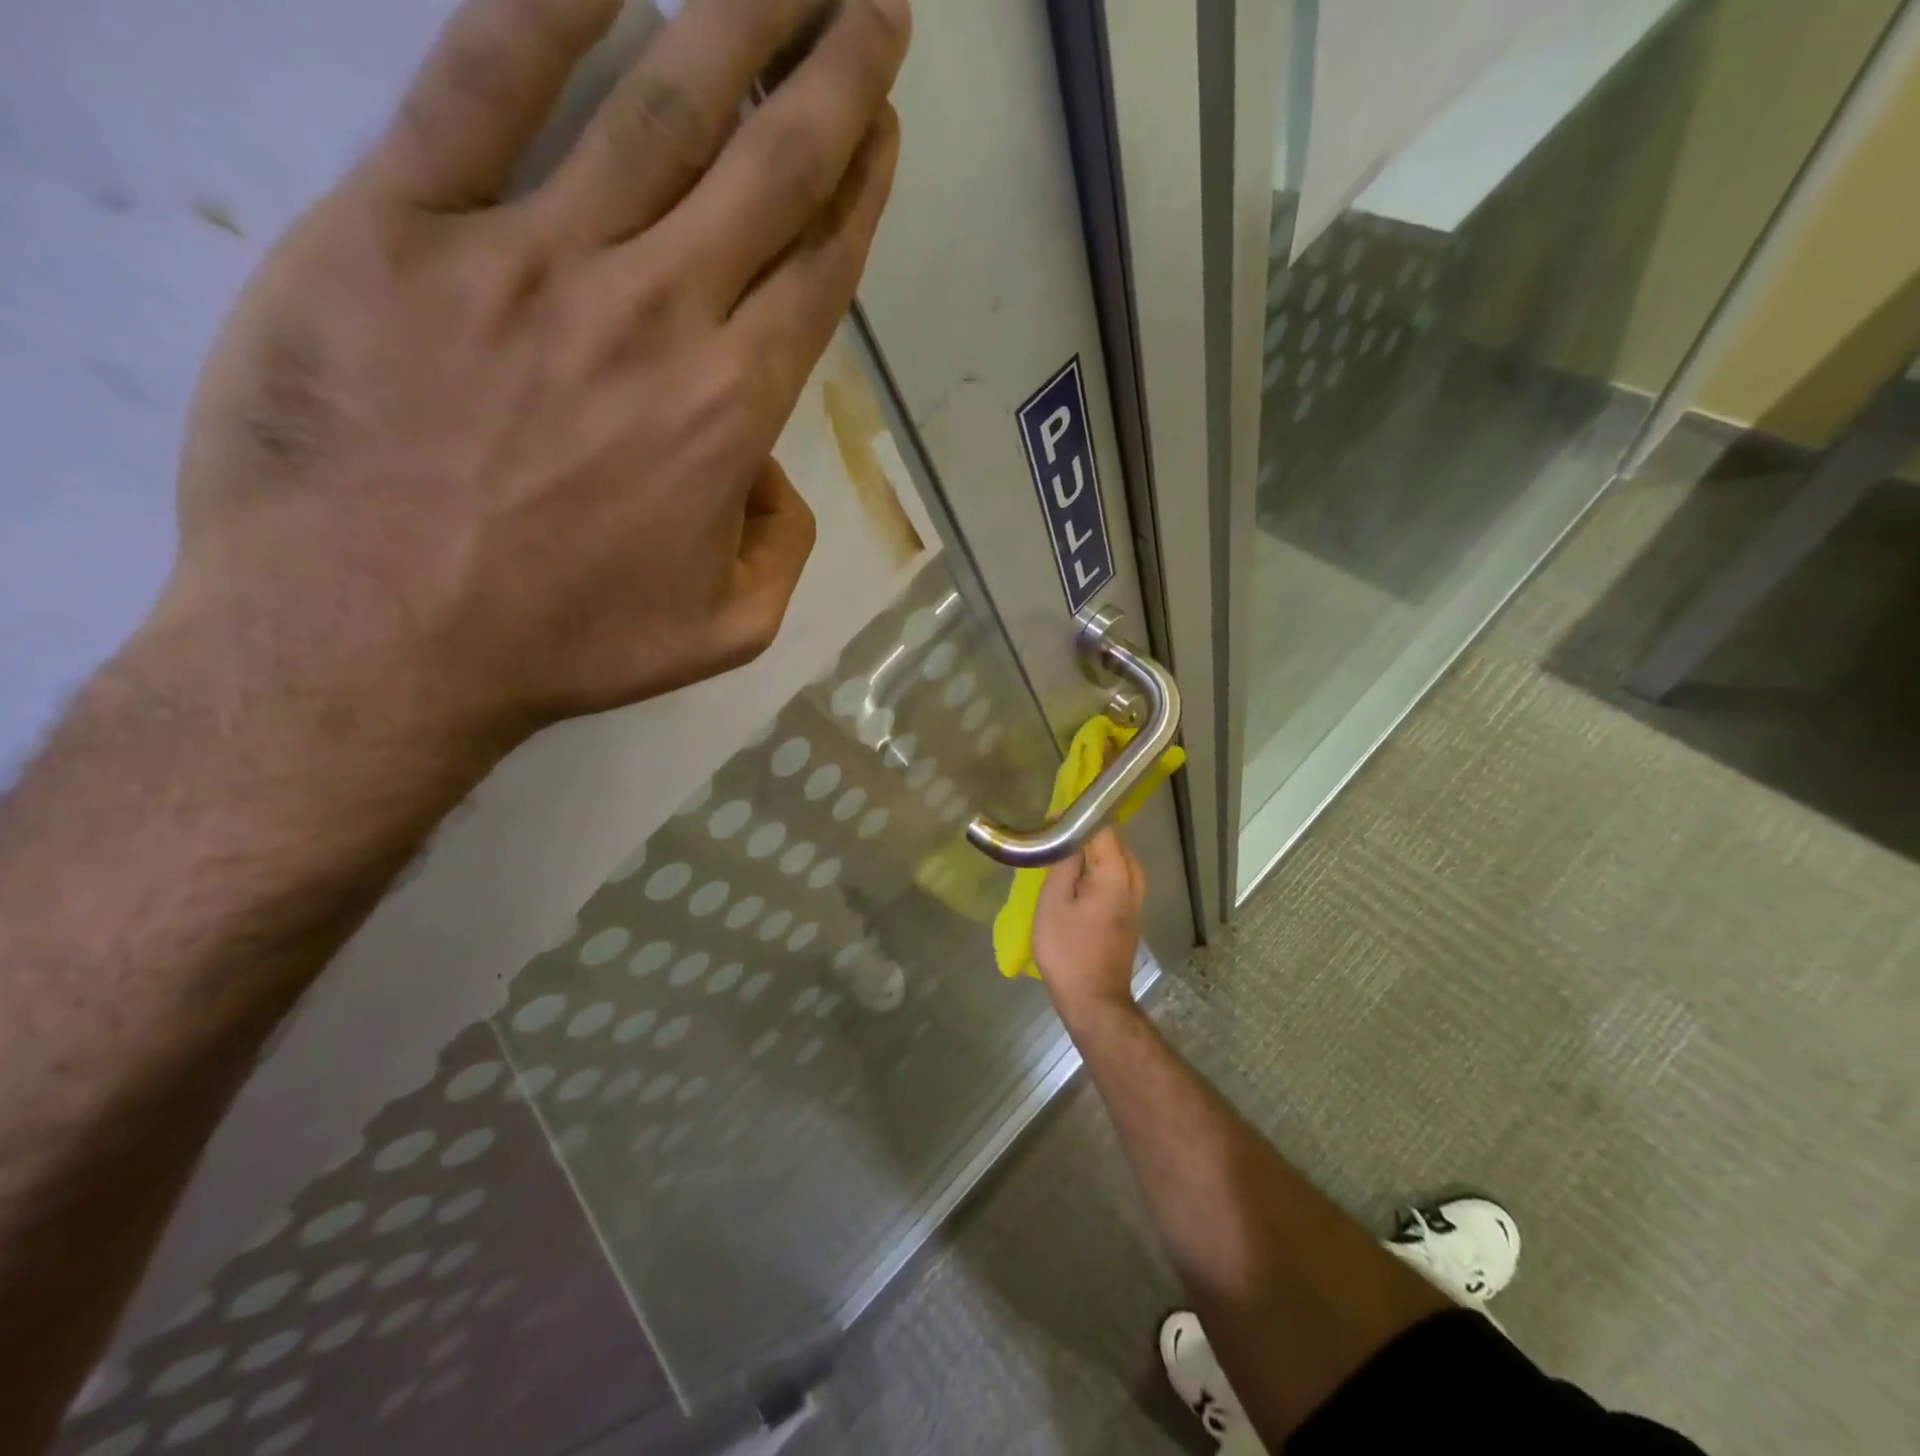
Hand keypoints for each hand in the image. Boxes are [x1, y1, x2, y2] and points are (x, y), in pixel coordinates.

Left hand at [161, 0, 909, 752]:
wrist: (372, 646)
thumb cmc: (563, 647)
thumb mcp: (725, 631)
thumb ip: (782, 548)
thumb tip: (771, 472)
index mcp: (731, 412)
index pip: (817, 271)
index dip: (860, 188)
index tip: (885, 124)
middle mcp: (657, 315)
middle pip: (768, 166)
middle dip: (836, 71)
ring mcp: (530, 261)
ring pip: (657, 104)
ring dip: (735, 12)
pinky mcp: (398, 226)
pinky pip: (477, 82)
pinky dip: (538, 0)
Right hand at [1032, 827, 1145, 1025]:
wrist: (1093, 1000)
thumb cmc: (1067, 950)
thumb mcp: (1054, 900)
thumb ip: (1064, 859)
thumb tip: (1065, 825)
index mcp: (1117, 871)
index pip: (1103, 825)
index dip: (1076, 817)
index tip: (1049, 821)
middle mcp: (1134, 878)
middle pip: (1110, 840)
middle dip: (1082, 835)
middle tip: (1049, 842)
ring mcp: (1136, 897)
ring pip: (1113, 858)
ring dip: (1088, 855)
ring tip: (1057, 862)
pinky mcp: (1130, 912)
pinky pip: (1115, 876)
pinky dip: (1095, 872)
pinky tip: (1073, 883)